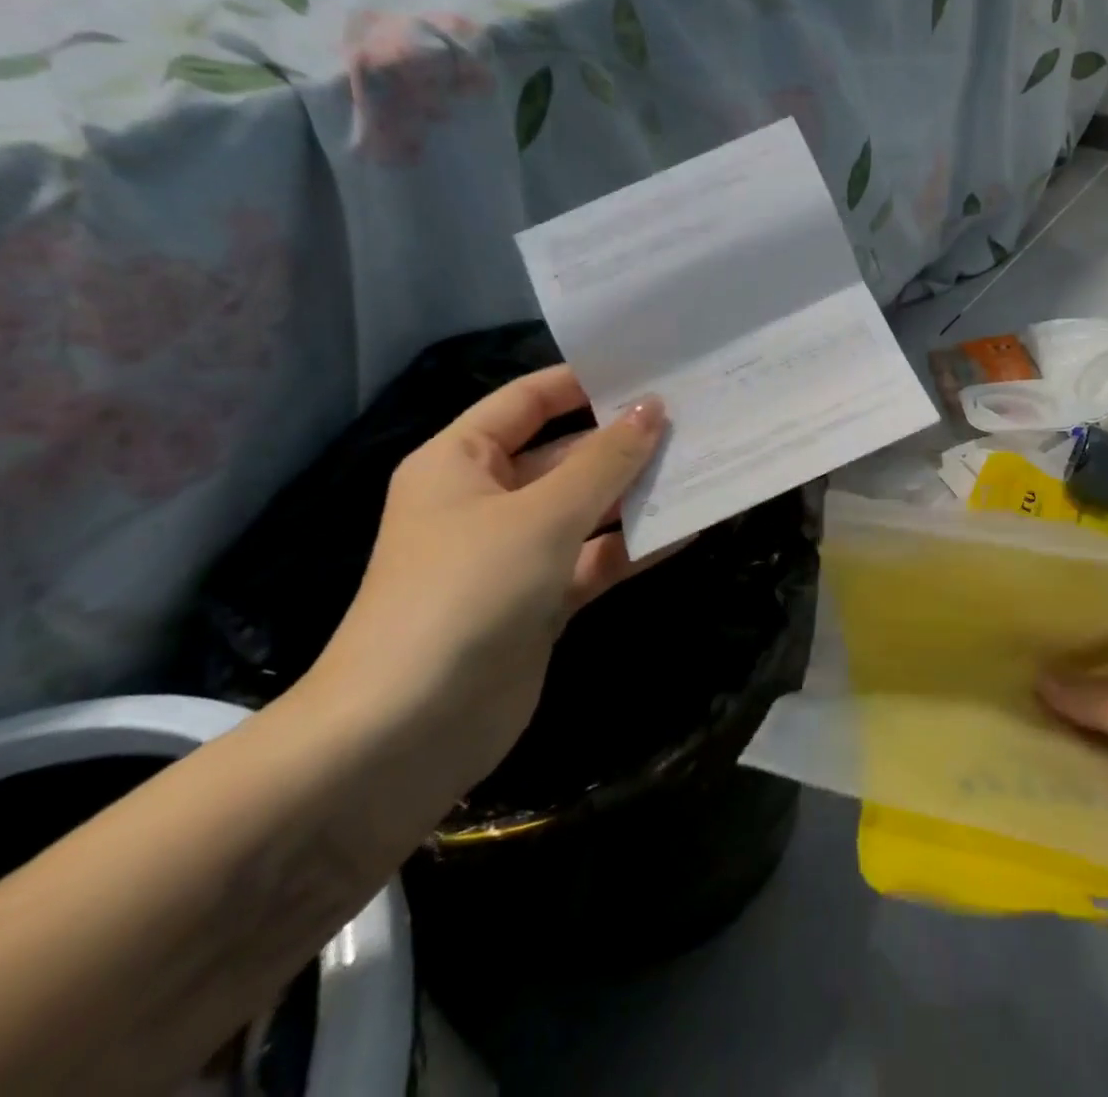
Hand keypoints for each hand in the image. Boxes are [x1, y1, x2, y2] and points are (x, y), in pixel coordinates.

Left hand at [315, 365, 668, 780]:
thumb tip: (653, 409)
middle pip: (565, 456)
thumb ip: (605, 462)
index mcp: (461, 462)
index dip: (585, 382)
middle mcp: (487, 501)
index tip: (651, 371)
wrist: (405, 735)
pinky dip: (633, 546)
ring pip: (585, 510)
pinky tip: (687, 528)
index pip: (528, 401)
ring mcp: (515, 555)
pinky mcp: (540, 602)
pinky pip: (594, 559)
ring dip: (636, 494)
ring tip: (703, 465)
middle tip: (694, 420)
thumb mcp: (542, 516)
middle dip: (624, 442)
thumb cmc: (466, 594)